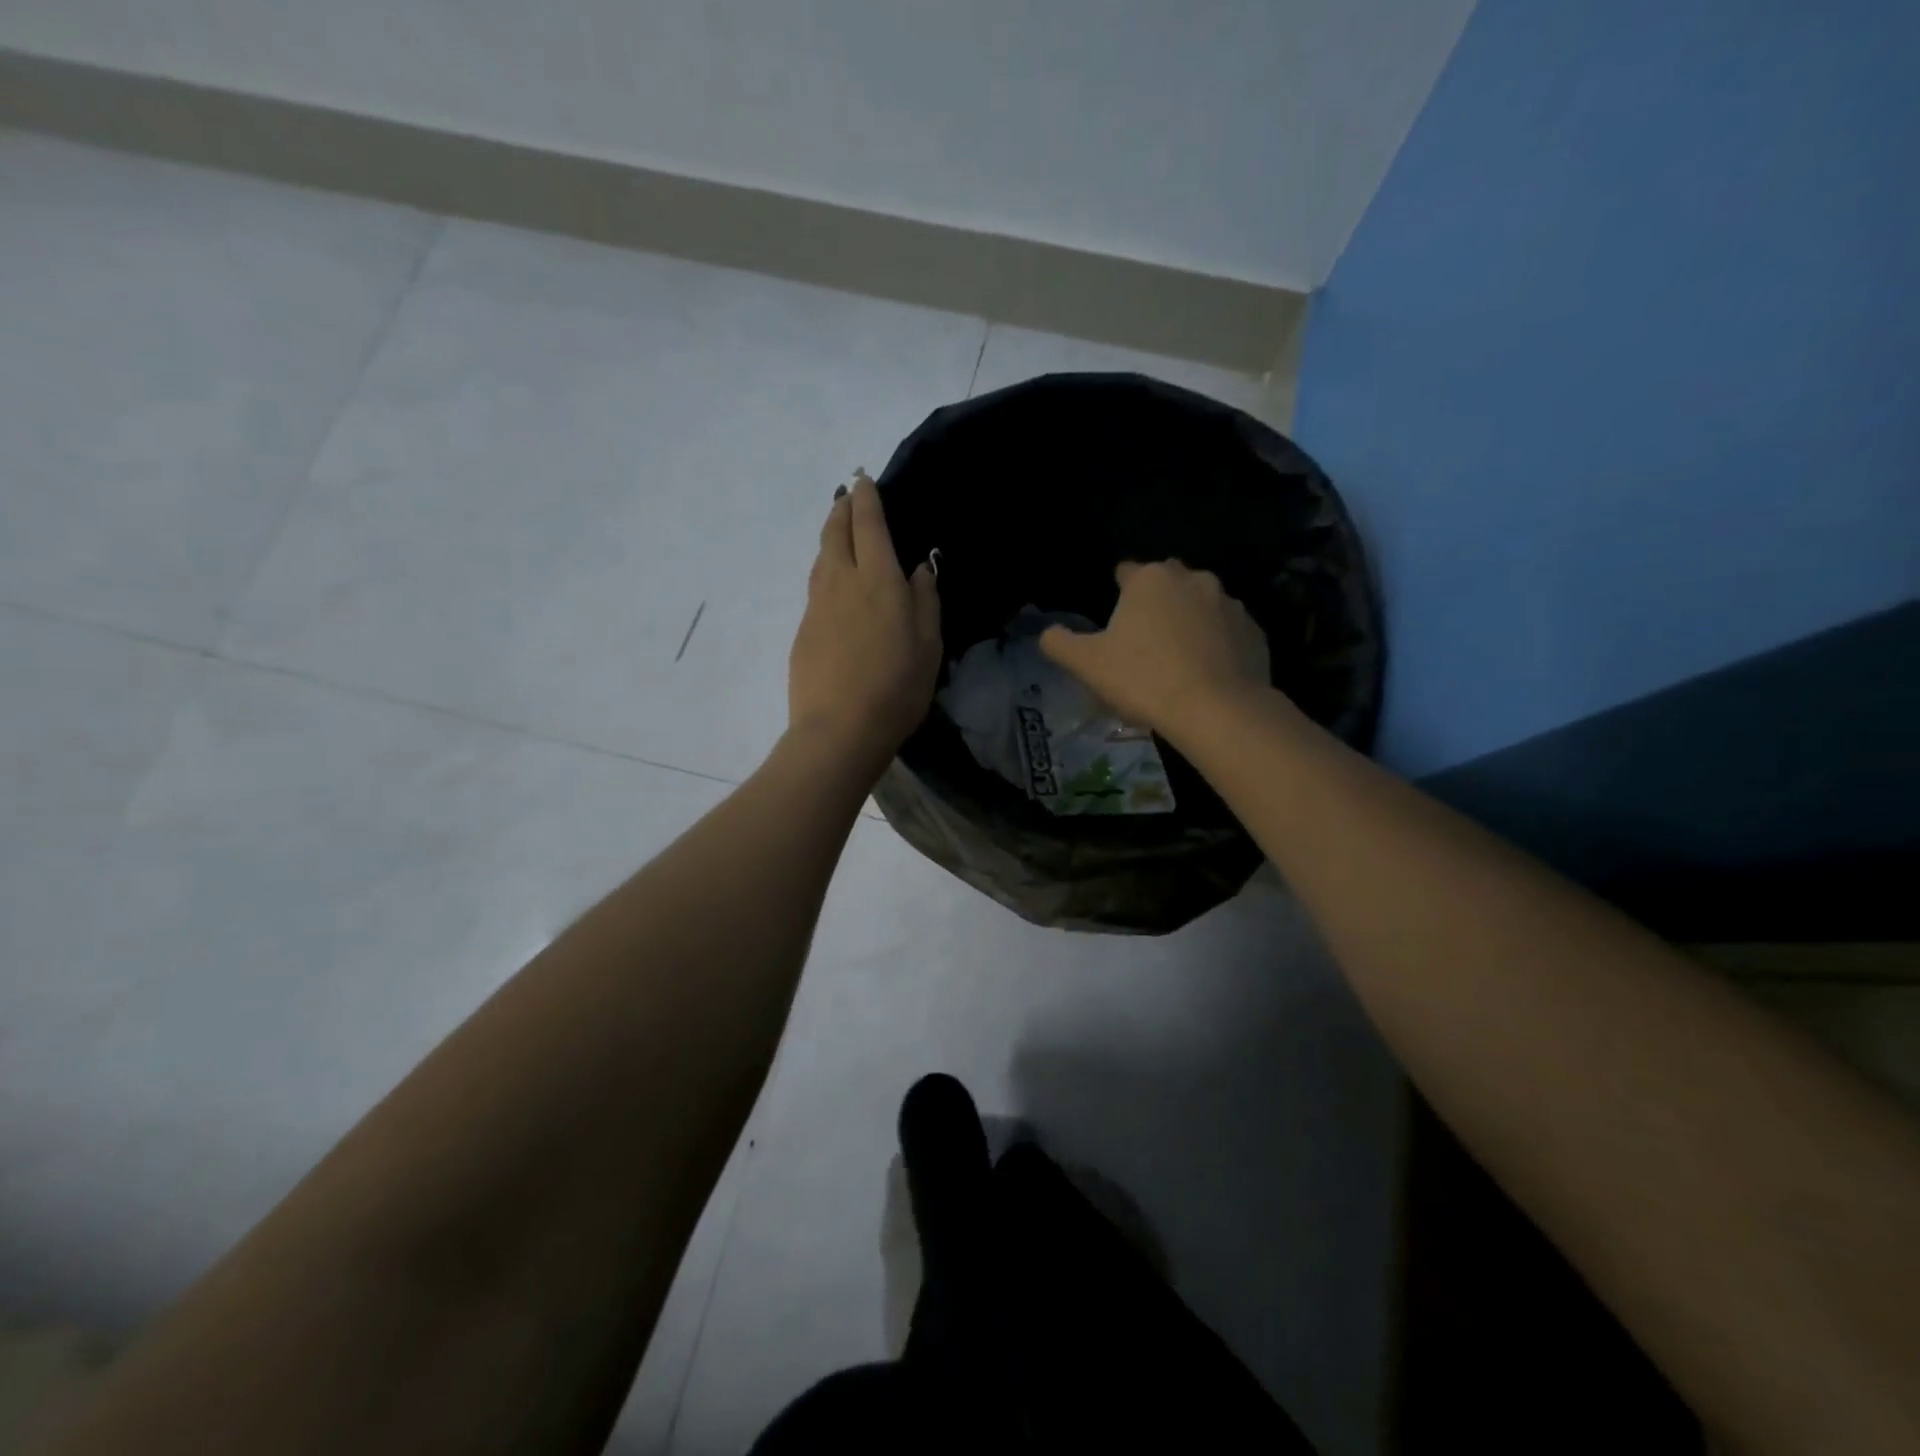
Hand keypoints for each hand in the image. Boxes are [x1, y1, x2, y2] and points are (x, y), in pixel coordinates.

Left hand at [787, 470, 941, 767]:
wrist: (838, 731)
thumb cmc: (896, 688)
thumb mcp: (929, 646)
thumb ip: (926, 601)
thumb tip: (918, 569)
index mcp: (878, 580)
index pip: (868, 525)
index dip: (866, 499)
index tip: (864, 481)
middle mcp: (841, 582)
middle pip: (835, 533)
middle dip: (842, 510)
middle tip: (847, 498)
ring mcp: (817, 607)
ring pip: (821, 559)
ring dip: (829, 537)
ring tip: (838, 532)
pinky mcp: (803, 631)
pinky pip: (816, 587)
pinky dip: (825, 571)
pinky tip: (833, 584)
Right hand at [1040, 560, 1270, 738]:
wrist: (1216, 710)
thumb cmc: (1143, 679)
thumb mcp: (1086, 664)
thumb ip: (1059, 643)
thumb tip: (1048, 633)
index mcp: (1150, 579)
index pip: (1127, 572)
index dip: (1117, 594)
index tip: (1115, 623)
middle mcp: (1193, 579)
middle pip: (1167, 586)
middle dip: (1155, 606)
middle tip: (1143, 645)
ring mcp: (1230, 604)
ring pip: (1200, 608)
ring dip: (1188, 625)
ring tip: (1177, 664)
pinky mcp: (1255, 632)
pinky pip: (1228, 633)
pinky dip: (1217, 646)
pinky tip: (1206, 676)